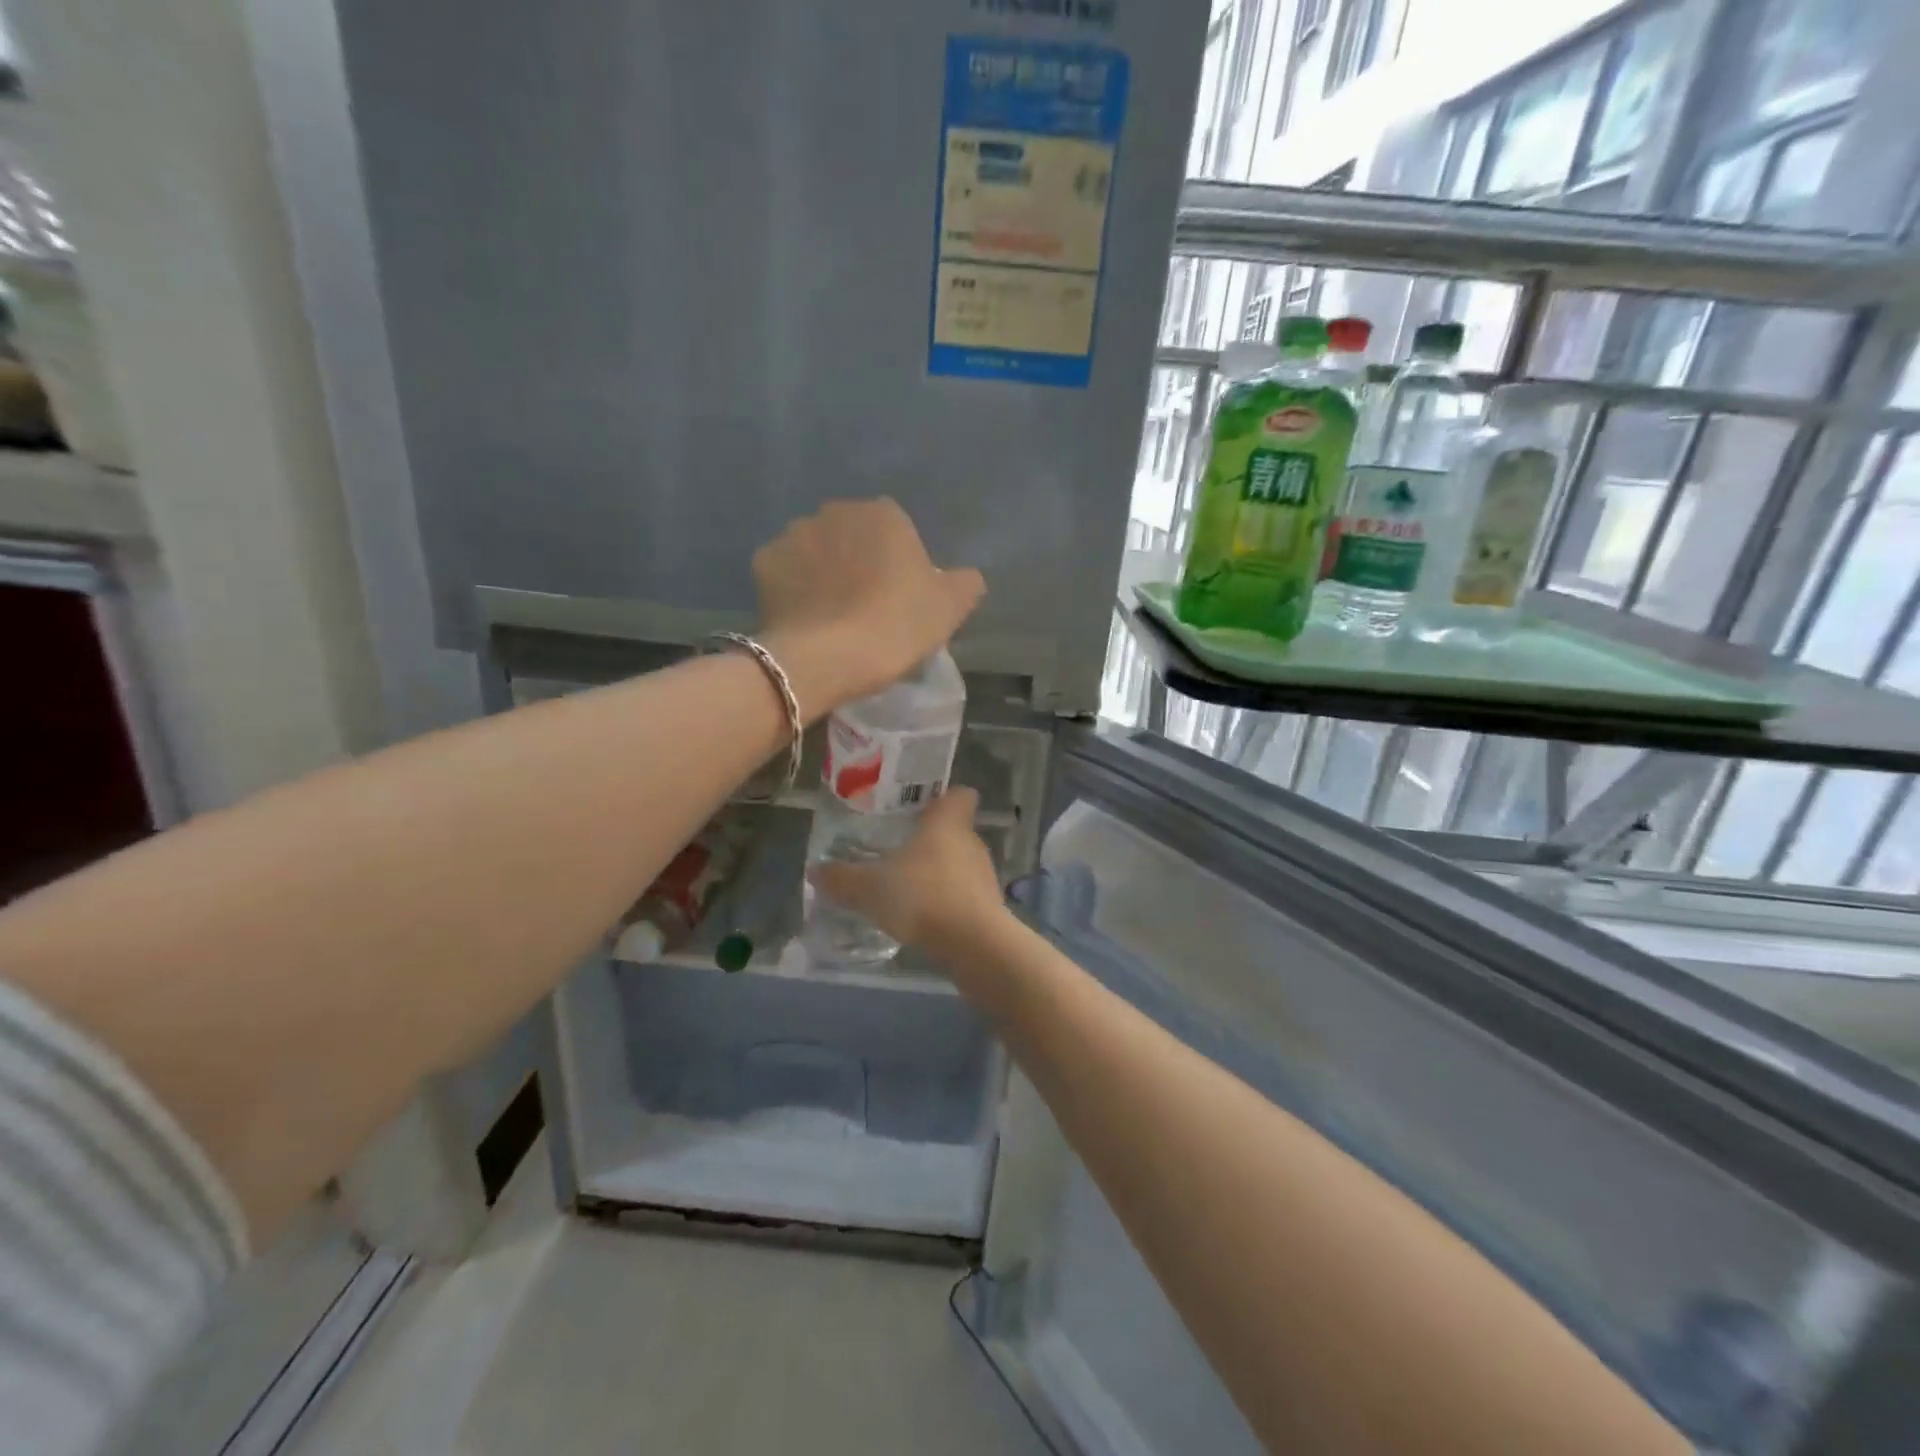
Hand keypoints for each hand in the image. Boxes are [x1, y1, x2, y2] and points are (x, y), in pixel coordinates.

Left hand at [754, 499, 985, 718]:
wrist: (826, 658)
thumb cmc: (896, 626)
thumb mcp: (950, 609)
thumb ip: (965, 583)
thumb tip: (965, 577)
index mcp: (883, 514)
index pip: (897, 530)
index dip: (899, 564)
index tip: (900, 599)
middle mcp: (835, 512)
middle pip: (853, 536)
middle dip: (858, 561)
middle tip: (867, 607)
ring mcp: (794, 534)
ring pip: (816, 551)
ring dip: (824, 573)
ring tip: (832, 616)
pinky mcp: (763, 562)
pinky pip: (786, 572)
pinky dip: (794, 589)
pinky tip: (805, 618)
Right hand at [809, 788, 1009, 957]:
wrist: (973, 944)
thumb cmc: (922, 896)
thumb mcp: (870, 888)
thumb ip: (842, 879)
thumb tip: (815, 870)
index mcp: (948, 823)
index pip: (959, 794)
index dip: (944, 797)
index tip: (923, 806)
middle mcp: (971, 842)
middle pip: (956, 830)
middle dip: (931, 839)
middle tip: (900, 849)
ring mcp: (984, 875)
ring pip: (960, 864)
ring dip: (938, 873)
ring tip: (908, 886)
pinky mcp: (988, 906)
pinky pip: (964, 894)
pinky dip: (947, 900)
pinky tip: (923, 916)